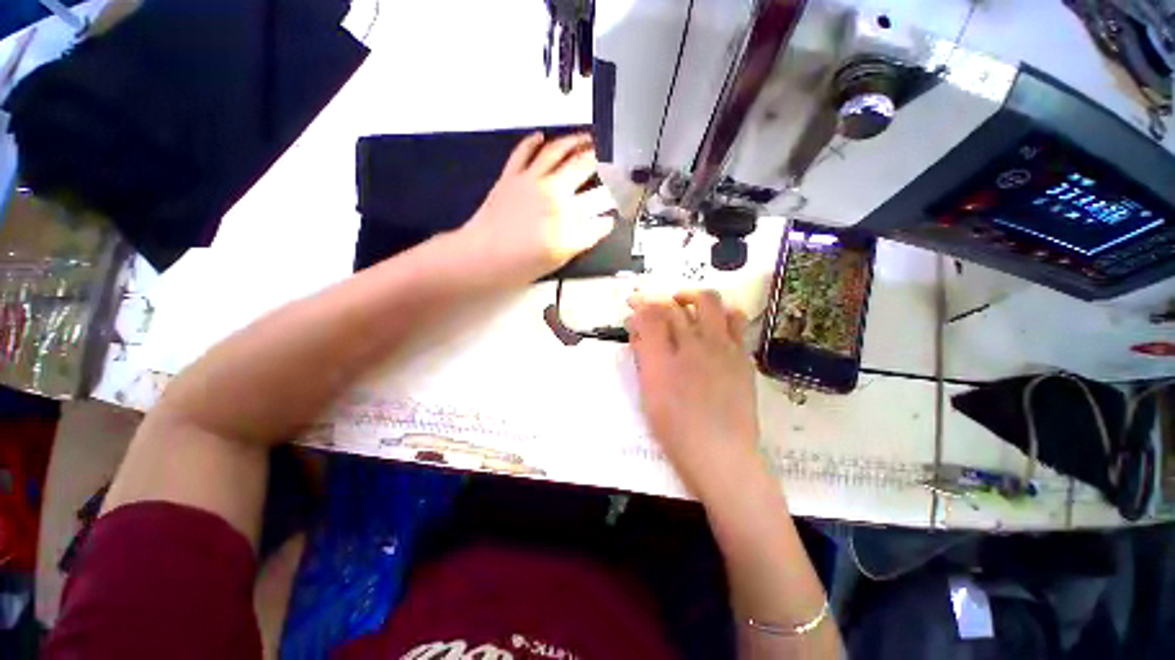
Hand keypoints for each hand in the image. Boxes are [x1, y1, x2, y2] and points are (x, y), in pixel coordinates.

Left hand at [458, 133, 616, 283]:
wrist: (482, 256)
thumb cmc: (521, 262)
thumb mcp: (561, 255)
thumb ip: (586, 237)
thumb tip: (604, 223)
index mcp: (566, 211)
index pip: (598, 196)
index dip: (613, 186)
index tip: (622, 182)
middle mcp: (551, 189)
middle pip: (581, 165)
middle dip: (598, 157)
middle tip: (608, 154)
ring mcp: (529, 179)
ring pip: (556, 151)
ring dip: (573, 141)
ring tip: (585, 138)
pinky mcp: (510, 176)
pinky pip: (523, 152)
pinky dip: (533, 141)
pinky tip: (541, 136)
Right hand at [627, 290, 761, 500]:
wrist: (721, 453)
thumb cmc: (676, 428)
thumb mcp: (649, 392)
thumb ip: (643, 356)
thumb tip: (639, 331)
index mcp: (664, 359)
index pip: (649, 314)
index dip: (640, 304)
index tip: (634, 304)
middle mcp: (693, 346)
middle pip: (674, 304)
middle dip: (658, 298)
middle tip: (652, 304)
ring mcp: (722, 348)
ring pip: (709, 301)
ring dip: (692, 297)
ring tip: (684, 305)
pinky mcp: (742, 355)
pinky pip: (735, 320)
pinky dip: (719, 313)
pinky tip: (712, 324)